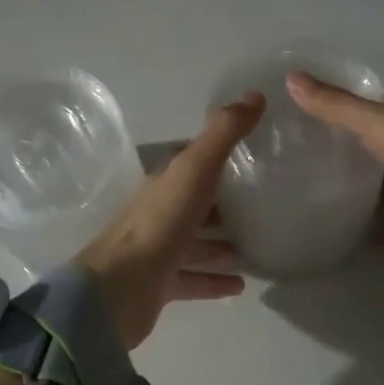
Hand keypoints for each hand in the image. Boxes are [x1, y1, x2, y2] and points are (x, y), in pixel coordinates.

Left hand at [75, 92, 264, 348]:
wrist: (119, 289)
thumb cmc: (159, 225)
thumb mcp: (194, 170)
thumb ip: (222, 134)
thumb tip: (254, 94)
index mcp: (165, 184)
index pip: (193, 163)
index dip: (218, 157)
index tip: (252, 155)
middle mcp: (159, 214)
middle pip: (195, 204)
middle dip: (224, 203)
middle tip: (263, 205)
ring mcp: (158, 251)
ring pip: (195, 242)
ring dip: (222, 243)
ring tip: (256, 245)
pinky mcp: (160, 285)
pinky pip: (193, 279)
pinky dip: (215, 280)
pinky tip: (241, 284)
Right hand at [285, 72, 383, 255]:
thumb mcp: (381, 126)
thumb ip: (337, 108)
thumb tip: (290, 78)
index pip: (373, 107)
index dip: (342, 113)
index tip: (306, 128)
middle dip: (352, 159)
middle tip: (308, 174)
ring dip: (371, 197)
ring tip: (327, 209)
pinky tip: (362, 242)